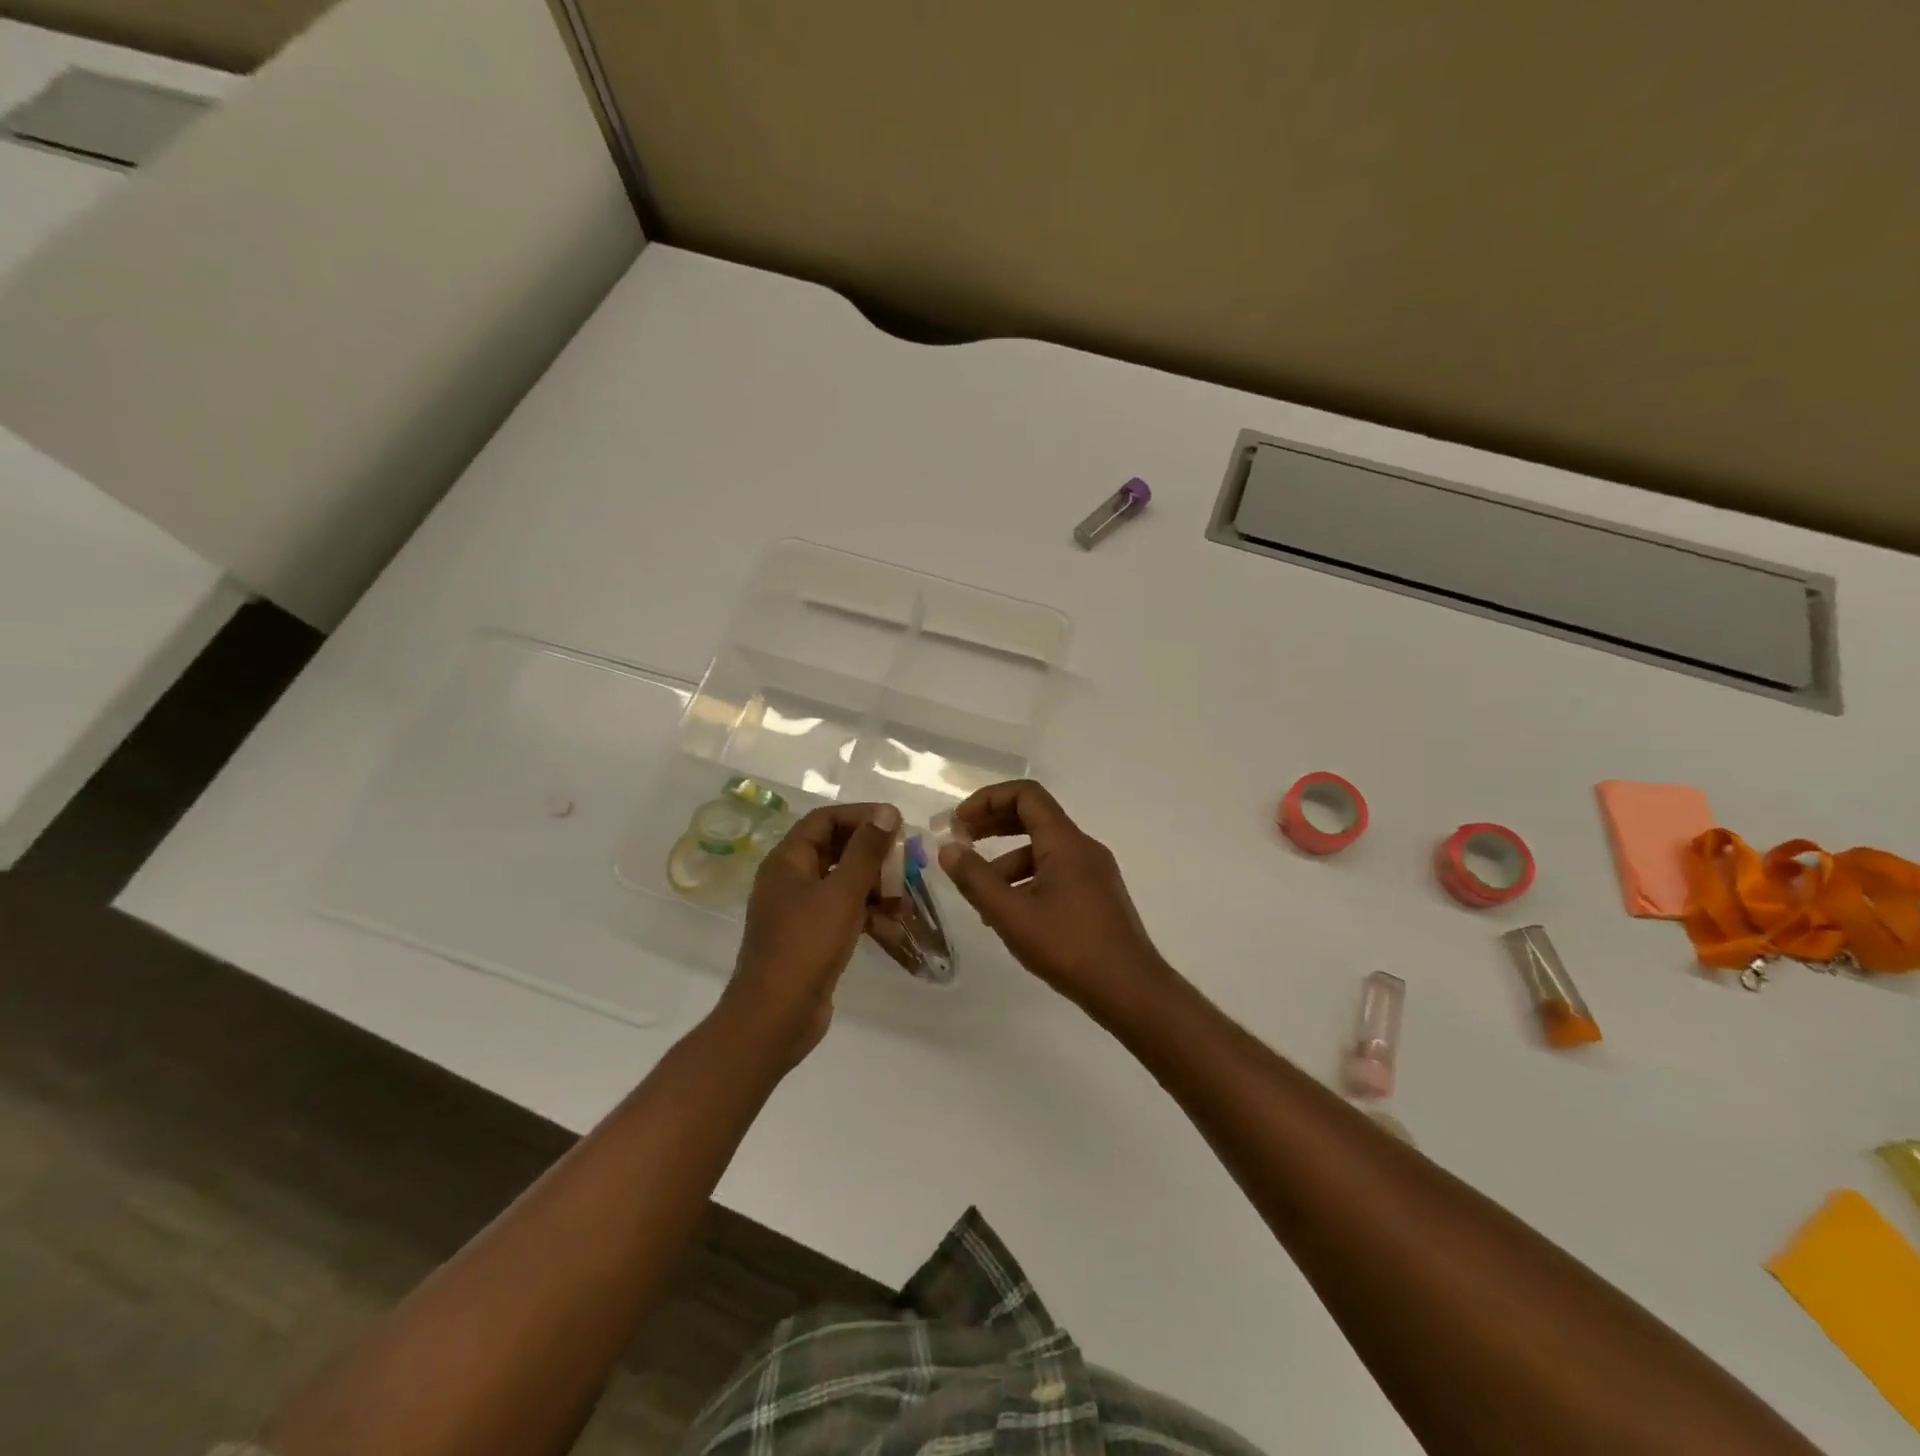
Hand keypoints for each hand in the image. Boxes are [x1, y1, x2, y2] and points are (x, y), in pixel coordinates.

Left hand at [722, 802, 900, 1063]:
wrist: (775, 1017)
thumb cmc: (806, 945)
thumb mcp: (842, 893)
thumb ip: (866, 851)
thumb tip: (886, 812)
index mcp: (787, 861)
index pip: (824, 820)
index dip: (860, 815)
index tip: (895, 823)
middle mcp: (789, 879)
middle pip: (834, 849)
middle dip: (872, 852)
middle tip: (906, 859)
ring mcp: (798, 911)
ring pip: (841, 883)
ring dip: (874, 884)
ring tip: (905, 894)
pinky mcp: (810, 938)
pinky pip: (842, 912)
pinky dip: (867, 913)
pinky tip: (893, 924)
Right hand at [938, 780, 1172, 1014]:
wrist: (1130, 990)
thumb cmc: (1069, 946)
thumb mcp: (1011, 914)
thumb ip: (976, 879)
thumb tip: (948, 849)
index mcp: (1065, 842)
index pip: (1025, 795)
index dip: (988, 800)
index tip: (959, 823)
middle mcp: (1083, 848)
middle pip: (1033, 818)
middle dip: (992, 826)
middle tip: (960, 844)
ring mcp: (1094, 872)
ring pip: (1043, 851)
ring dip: (1006, 861)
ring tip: (980, 895)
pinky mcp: (1097, 896)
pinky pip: (1056, 873)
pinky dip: (1027, 881)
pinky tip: (1011, 914)